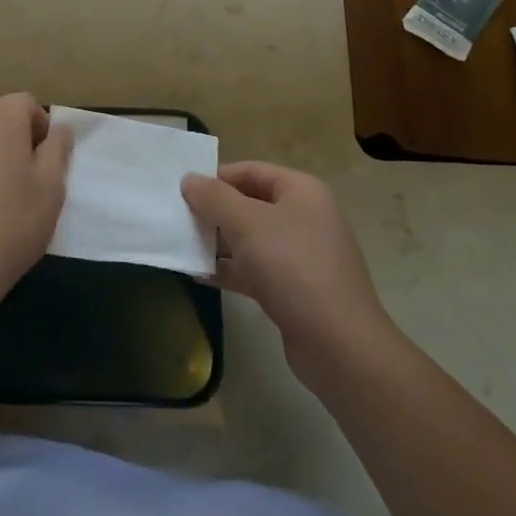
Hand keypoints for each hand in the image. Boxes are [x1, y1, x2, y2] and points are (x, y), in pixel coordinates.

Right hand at [181, 162, 394, 388]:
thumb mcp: (246, 223)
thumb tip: (188, 179)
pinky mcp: (294, 289)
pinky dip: (229, 270)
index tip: (182, 191)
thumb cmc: (292, 267)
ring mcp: (300, 255)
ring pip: (250, 239)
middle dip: (214, 211)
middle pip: (249, 204)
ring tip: (181, 246)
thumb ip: (214, 197)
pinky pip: (254, 269)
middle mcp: (304, 217)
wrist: (338, 344)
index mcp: (301, 191)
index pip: (251, 171)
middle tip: (177, 219)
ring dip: (217, 242)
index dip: (216, 177)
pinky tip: (198, 275)